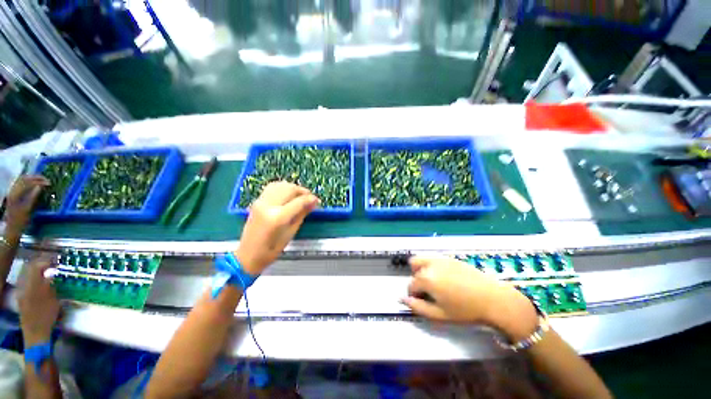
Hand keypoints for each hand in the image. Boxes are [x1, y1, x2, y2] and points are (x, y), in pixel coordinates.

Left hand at [4, 175, 48, 234]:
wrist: (12, 227)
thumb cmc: (22, 220)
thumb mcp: (28, 209)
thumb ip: (34, 196)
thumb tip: (41, 186)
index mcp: (16, 194)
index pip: (28, 183)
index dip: (39, 181)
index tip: (49, 183)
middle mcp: (12, 190)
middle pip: (24, 179)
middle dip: (35, 178)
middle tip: (46, 179)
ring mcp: (11, 192)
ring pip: (21, 180)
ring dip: (31, 178)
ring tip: (41, 180)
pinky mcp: (13, 193)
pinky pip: (19, 183)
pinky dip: (27, 181)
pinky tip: (33, 183)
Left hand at [18, 256, 59, 345]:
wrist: (36, 333)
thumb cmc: (47, 317)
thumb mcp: (53, 301)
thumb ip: (50, 285)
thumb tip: (52, 272)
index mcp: (32, 286)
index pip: (36, 266)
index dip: (46, 261)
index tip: (56, 260)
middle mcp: (23, 286)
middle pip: (29, 268)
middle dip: (40, 264)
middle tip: (51, 262)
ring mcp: (20, 292)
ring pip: (26, 274)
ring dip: (36, 270)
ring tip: (46, 269)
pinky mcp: (21, 296)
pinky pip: (25, 281)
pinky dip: (32, 277)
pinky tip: (38, 280)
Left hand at [236, 181, 318, 274]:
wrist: (247, 255)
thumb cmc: (271, 250)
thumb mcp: (291, 233)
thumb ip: (302, 215)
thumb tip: (313, 203)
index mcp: (278, 217)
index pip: (299, 201)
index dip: (310, 199)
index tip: (317, 201)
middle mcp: (268, 205)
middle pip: (290, 189)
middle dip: (303, 191)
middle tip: (310, 198)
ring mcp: (261, 202)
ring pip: (281, 185)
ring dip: (293, 188)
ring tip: (300, 196)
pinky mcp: (257, 202)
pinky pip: (272, 188)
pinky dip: (283, 188)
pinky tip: (288, 195)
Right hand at [402, 256, 538, 340]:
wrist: (492, 299)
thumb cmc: (465, 310)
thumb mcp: (439, 314)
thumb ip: (417, 307)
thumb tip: (401, 299)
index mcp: (426, 278)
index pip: (411, 285)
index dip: (414, 295)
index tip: (423, 302)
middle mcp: (430, 264)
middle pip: (414, 269)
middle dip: (417, 280)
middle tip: (430, 292)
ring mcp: (440, 259)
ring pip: (422, 260)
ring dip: (422, 270)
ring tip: (435, 283)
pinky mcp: (450, 258)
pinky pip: (434, 259)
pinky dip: (433, 267)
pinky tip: (447, 279)